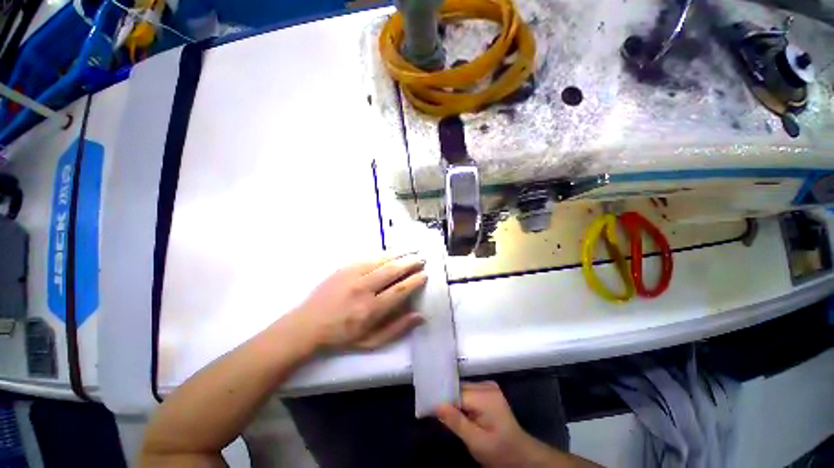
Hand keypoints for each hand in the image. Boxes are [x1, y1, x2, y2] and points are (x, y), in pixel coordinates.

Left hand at [292, 253, 426, 349]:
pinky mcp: (344, 268)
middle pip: (392, 270)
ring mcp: (352, 275)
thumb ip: (397, 329)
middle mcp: (363, 289)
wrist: (308, 325)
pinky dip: (383, 254)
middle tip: (421, 258)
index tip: (424, 274)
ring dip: (399, 255)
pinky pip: (368, 257)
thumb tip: (420, 316)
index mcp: (371, 309)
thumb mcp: (370, 342)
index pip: (400, 289)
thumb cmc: (341, 337)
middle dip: (410, 263)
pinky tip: (391, 252)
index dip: (415, 280)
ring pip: (381, 260)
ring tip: (411, 251)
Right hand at [437, 382, 556, 467]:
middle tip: (435, 411)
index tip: (429, 406)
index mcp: (485, 396)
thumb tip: (436, 404)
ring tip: (445, 412)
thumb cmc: (499, 451)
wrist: (521, 455)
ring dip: (455, 400)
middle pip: (459, 388)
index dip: (443, 399)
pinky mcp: (489, 390)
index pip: (456, 392)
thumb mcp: (476, 442)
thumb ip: (456, 422)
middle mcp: (487, 385)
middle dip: (448, 399)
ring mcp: (489, 386)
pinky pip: (469, 391)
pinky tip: (459, 410)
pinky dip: (462, 400)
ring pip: (463, 389)